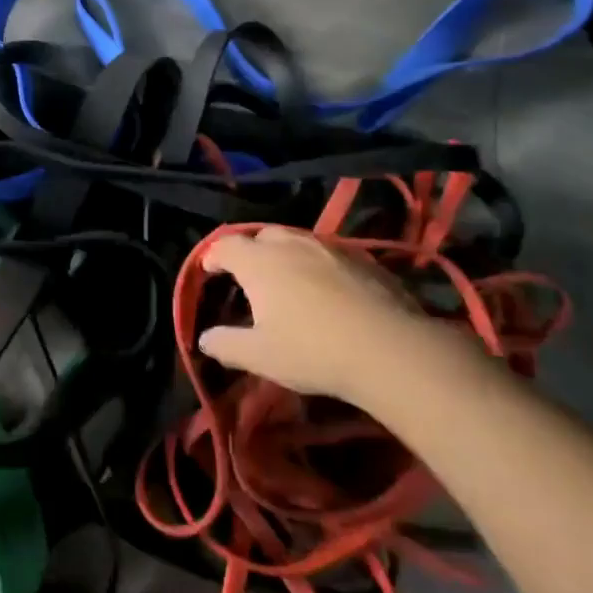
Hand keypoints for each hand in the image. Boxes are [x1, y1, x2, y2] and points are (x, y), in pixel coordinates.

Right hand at [197, 227, 490, 412]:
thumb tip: (204, 339)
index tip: (210, 271)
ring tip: (287, 280)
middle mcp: (291, 244)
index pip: (226, 245)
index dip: (213, 256)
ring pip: (298, 241)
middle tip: (249, 276)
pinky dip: (318, 266)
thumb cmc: (311, 351)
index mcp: (259, 261)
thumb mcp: (258, 356)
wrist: (388, 349)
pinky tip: (327, 291)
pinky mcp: (363, 259)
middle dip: (250, 250)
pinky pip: (330, 254)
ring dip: (285, 255)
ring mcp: (330, 248)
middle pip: (262, 235)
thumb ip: (225, 344)